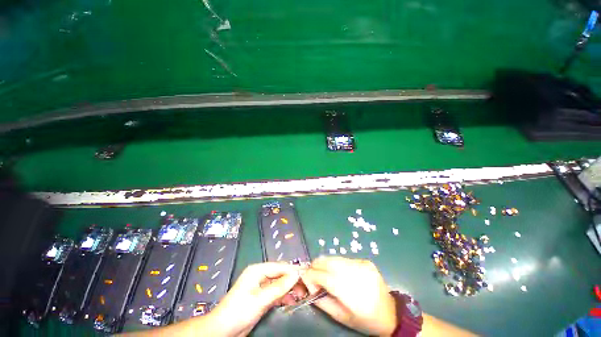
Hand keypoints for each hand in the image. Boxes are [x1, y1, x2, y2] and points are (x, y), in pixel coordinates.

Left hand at [208, 262, 305, 336]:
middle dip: (292, 279)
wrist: (223, 330)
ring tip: (302, 294)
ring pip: (279, 283)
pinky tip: (292, 301)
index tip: (306, 273)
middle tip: (306, 286)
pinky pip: (276, 293)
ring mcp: (261, 286)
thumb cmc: (239, 311)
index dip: (292, 269)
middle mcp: (260, 275)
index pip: (279, 266)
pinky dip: (284, 296)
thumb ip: (279, 287)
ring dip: (290, 288)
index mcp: (257, 270)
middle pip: (280, 274)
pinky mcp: (262, 297)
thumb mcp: (260, 299)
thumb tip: (295, 275)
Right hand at [301, 257, 396, 336]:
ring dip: (325, 264)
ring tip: (325, 274)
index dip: (310, 276)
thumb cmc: (365, 320)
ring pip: (334, 258)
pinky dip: (337, 264)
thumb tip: (308, 286)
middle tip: (313, 275)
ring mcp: (361, 264)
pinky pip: (344, 259)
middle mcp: (355, 273)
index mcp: (349, 291)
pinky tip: (339, 273)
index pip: (322, 275)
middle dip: (315, 266)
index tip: (306, 282)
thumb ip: (321, 301)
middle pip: (327, 261)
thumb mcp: (341, 317)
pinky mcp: (365, 261)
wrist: (391, 314)